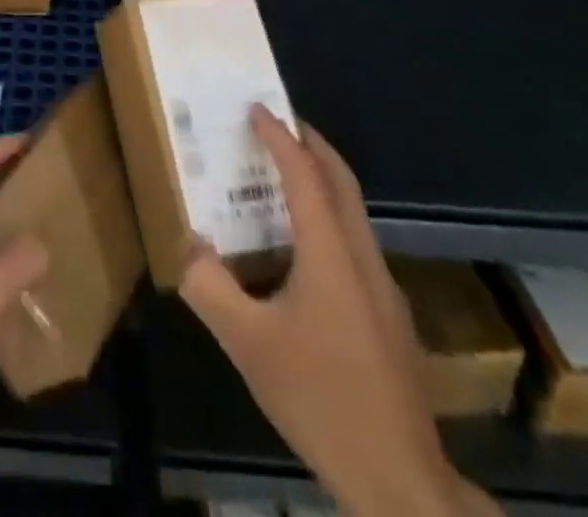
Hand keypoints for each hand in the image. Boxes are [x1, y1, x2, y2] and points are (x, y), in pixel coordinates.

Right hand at [180, 108, 498, 516]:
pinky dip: (328, 218)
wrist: (400, 480)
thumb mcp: (247, 343)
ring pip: (353, 212)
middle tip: (279, 122)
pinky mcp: (389, 316)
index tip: (257, 108)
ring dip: (321, 181)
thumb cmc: (319, 397)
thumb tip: (187, 247)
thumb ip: (210, 288)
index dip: (280, 137)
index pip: (304, 175)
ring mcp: (383, 287)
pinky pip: (355, 243)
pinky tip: (303, 249)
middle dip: (312, 144)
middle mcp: (362, 257)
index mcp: (330, 253)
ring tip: (282, 176)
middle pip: (341, 181)